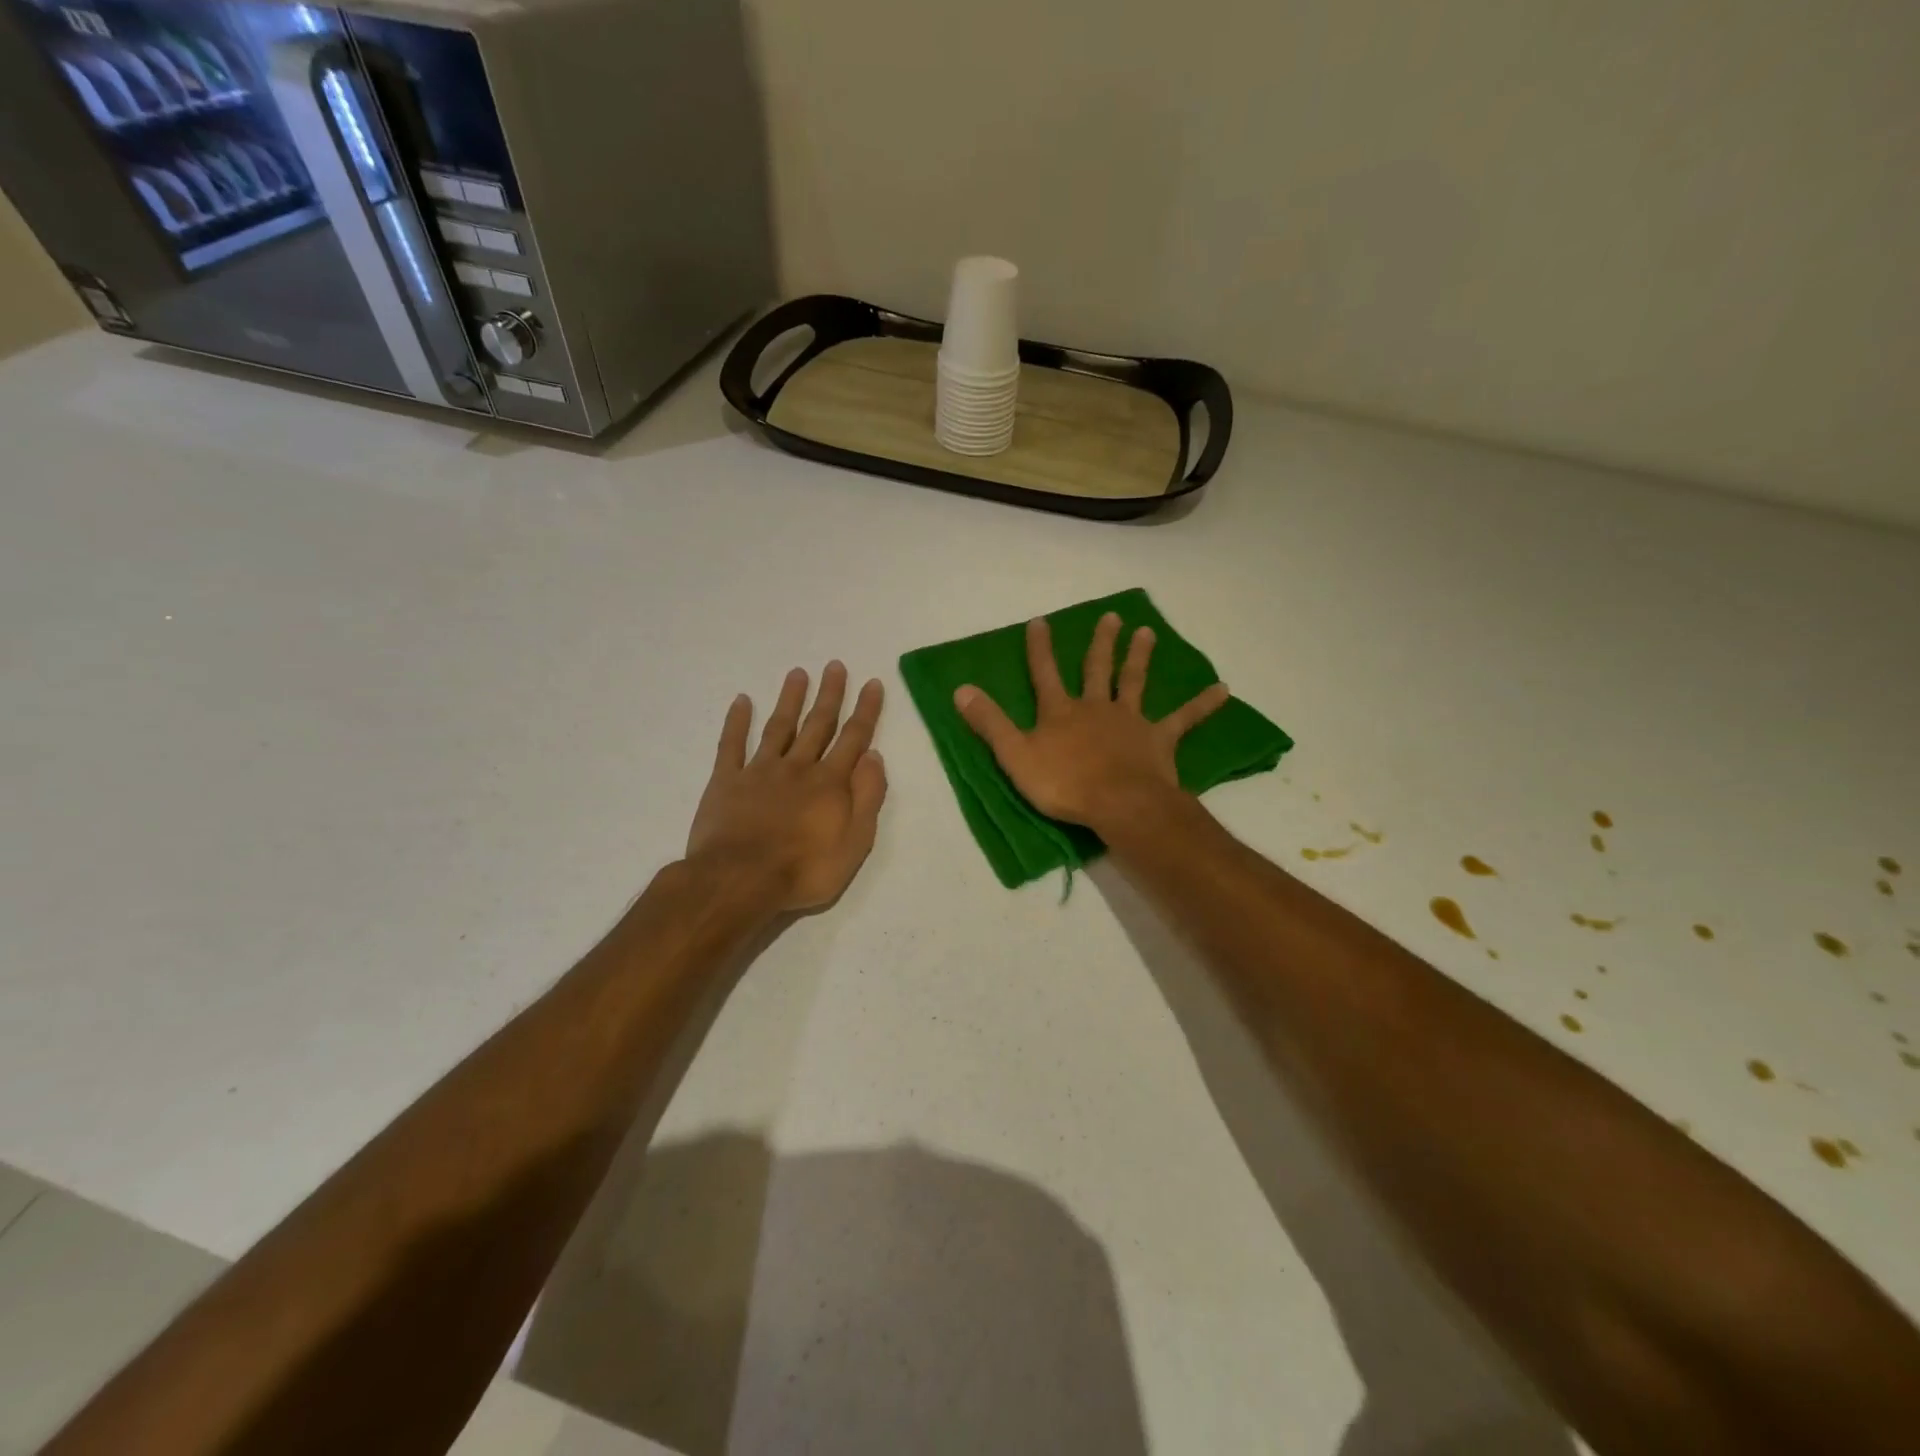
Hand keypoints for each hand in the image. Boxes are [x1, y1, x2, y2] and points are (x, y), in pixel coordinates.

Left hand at [686, 663, 886, 912]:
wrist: (740, 880)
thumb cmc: (805, 869)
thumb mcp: (855, 842)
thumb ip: (867, 797)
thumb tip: (874, 756)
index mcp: (830, 782)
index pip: (854, 738)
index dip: (865, 710)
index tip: (872, 682)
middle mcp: (798, 767)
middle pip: (818, 725)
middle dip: (829, 695)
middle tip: (834, 665)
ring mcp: (760, 771)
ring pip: (779, 727)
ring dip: (790, 699)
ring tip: (797, 673)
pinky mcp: (726, 781)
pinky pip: (731, 744)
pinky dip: (736, 721)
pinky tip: (741, 701)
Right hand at [953, 613, 1228, 830]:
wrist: (1118, 803)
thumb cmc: (1064, 784)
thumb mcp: (1014, 756)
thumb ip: (990, 723)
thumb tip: (960, 689)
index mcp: (1061, 712)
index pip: (1045, 674)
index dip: (1040, 648)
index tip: (1040, 620)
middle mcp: (1096, 707)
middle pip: (1097, 669)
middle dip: (1100, 643)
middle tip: (1110, 616)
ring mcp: (1130, 721)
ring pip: (1135, 682)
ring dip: (1140, 656)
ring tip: (1147, 631)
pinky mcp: (1159, 739)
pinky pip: (1184, 720)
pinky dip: (1203, 705)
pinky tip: (1224, 690)